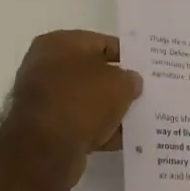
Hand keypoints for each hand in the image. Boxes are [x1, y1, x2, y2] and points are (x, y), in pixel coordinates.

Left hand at [6, 31, 142, 168]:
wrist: (45, 148)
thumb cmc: (81, 100)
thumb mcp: (118, 84)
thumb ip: (129, 79)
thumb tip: (130, 82)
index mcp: (58, 43)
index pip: (100, 42)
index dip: (125, 55)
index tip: (145, 68)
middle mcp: (45, 66)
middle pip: (91, 72)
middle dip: (115, 84)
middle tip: (142, 94)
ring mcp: (43, 98)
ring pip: (85, 100)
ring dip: (107, 109)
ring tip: (136, 119)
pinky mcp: (44, 128)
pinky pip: (78, 123)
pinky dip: (96, 130)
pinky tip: (120, 140)